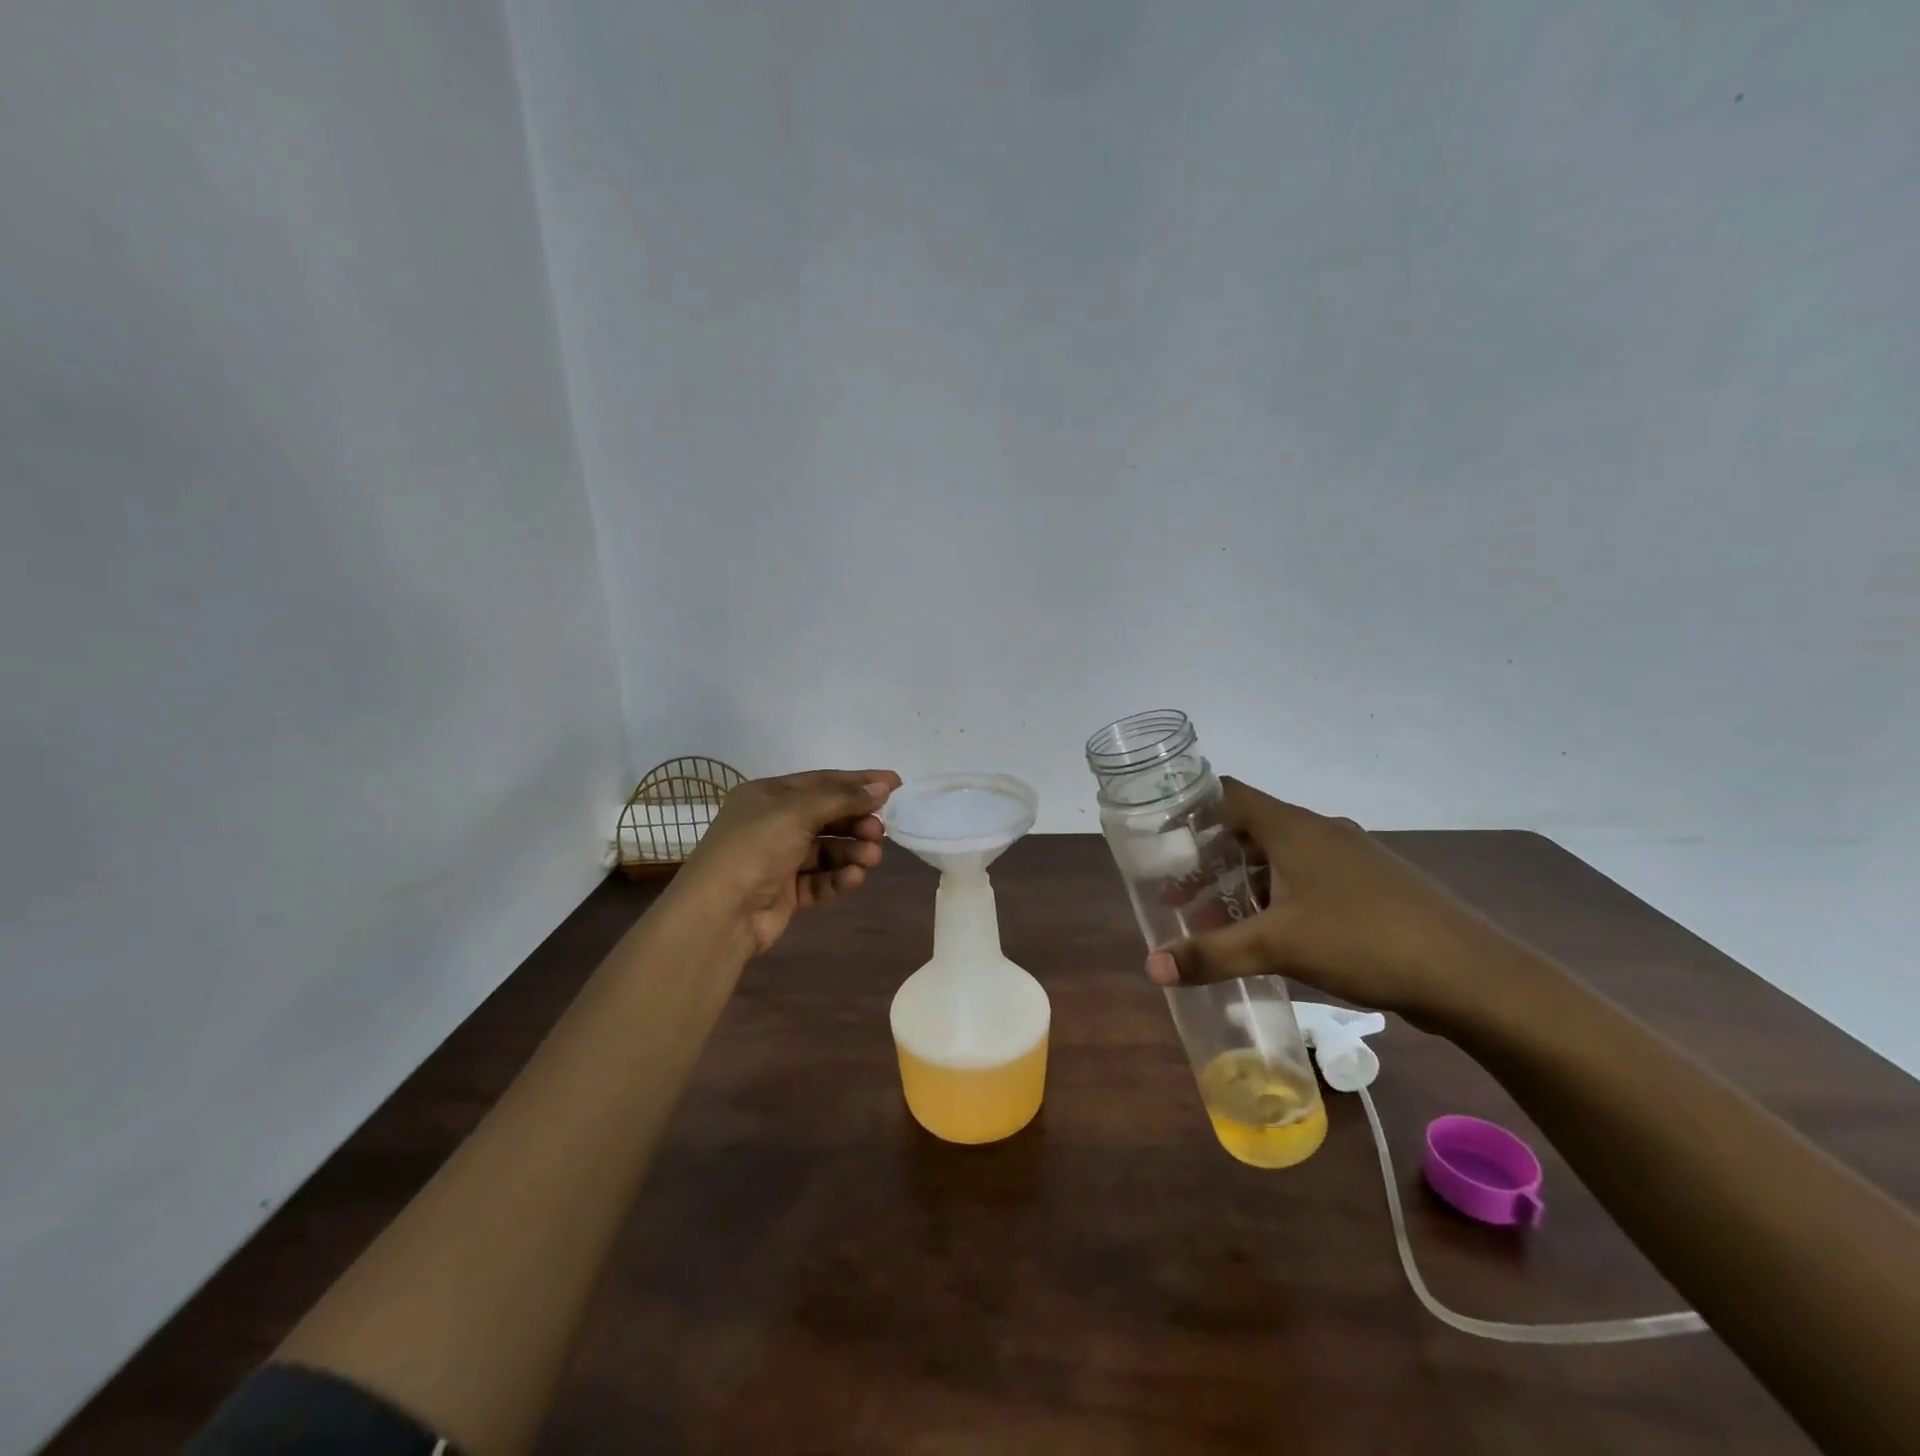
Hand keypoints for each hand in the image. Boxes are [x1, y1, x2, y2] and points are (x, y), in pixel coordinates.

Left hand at [667, 769, 901, 956]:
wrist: (719, 913)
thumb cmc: (755, 848)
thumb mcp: (797, 812)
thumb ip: (842, 798)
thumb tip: (883, 786)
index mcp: (768, 795)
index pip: (822, 782)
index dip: (859, 782)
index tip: (896, 784)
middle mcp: (773, 823)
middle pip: (828, 816)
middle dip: (856, 821)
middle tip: (879, 831)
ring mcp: (780, 859)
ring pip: (827, 849)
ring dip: (851, 851)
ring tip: (871, 858)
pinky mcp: (787, 891)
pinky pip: (821, 879)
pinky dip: (839, 877)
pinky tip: (854, 878)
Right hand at [1146, 778, 1512, 1025]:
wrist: (1471, 974)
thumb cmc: (1363, 940)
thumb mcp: (1277, 947)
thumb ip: (1212, 954)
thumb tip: (1151, 967)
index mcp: (1293, 828)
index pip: (1229, 795)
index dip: (1192, 809)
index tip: (1164, 838)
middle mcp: (1320, 832)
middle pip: (1250, 831)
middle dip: (1211, 862)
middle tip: (1181, 898)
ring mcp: (1350, 859)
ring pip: (1281, 860)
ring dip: (1245, 886)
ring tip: (1220, 925)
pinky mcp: (1372, 887)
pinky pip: (1309, 880)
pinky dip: (1280, 899)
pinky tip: (1275, 938)